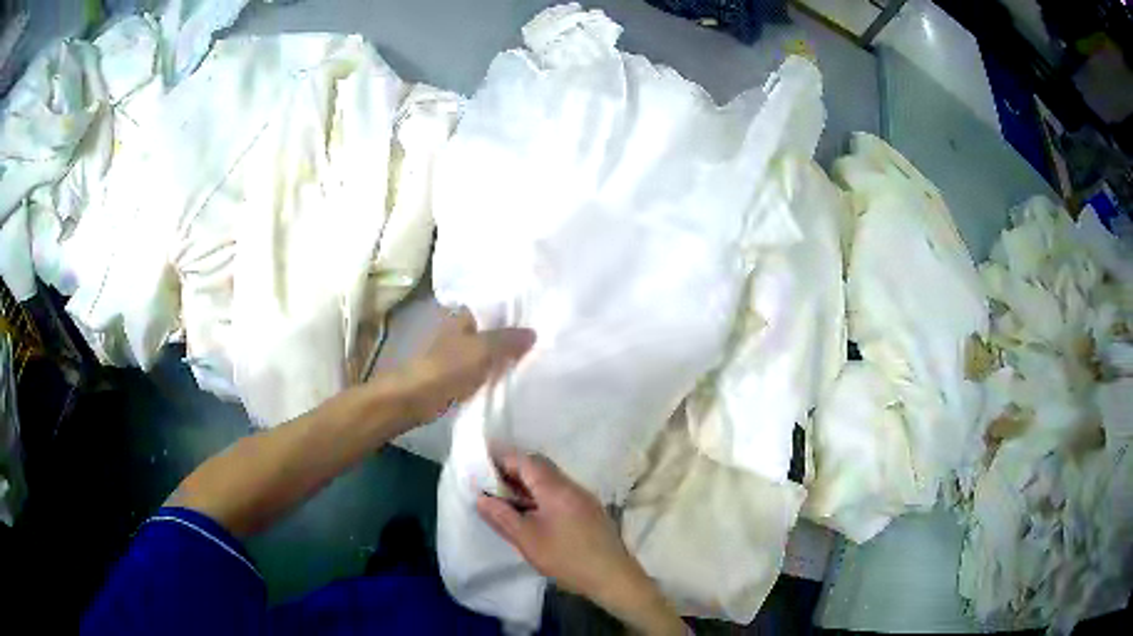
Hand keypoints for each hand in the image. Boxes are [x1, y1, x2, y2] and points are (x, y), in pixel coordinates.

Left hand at [399, 308, 534, 421]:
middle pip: (494, 329)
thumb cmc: (446, 367)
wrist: (416, 398)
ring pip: (490, 350)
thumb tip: (533, 333)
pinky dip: (498, 372)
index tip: (541, 316)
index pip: (495, 306)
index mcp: (463, 315)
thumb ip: (508, 340)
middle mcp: (461, 329)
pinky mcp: (459, 374)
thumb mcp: (482, 350)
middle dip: (514, 335)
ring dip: (507, 355)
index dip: (516, 311)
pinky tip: (517, 376)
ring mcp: (459, 352)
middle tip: (545, 339)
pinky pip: (485, 369)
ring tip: (538, 357)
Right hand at [476, 452, 685, 634]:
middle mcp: (572, 487)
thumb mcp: (527, 540)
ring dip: (528, 486)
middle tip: (491, 484)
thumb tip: (481, 498)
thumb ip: (502, 517)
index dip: (503, 460)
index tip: (483, 466)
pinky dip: (541, 497)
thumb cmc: (567, 558)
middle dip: (514, 472)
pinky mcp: (590, 511)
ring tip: (506, 500)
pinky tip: (531, 514)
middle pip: (540, 468)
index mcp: (556, 489)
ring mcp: (584, 498)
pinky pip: (561, 494)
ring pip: (551, 481)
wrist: (613, 576)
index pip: (527, 461)